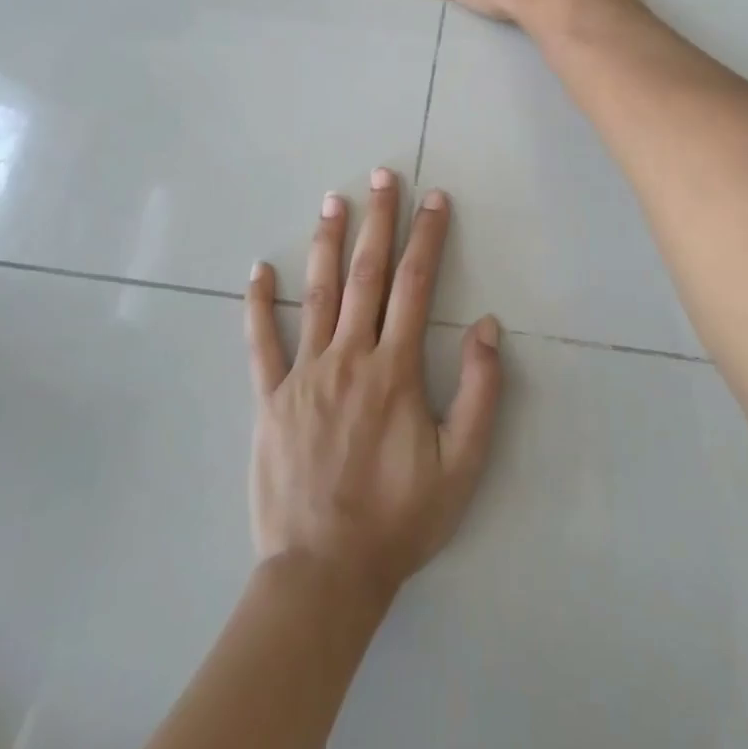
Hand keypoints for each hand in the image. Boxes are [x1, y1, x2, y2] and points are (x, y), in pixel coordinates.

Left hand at [246, 169, 502, 602]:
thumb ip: (480, 393)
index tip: (434, 199)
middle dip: (378, 221)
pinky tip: (259, 269)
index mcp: (395, 370)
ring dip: (327, 243)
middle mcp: (349, 358)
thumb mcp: (462, 465)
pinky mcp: (270, 399)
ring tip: (332, 200)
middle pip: (366, 274)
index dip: (428, 237)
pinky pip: (261, 343)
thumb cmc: (399, 519)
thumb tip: (488, 327)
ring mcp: (304, 375)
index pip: (416, 285)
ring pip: (317, 294)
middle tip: (381, 175)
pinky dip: (259, 304)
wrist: (324, 573)